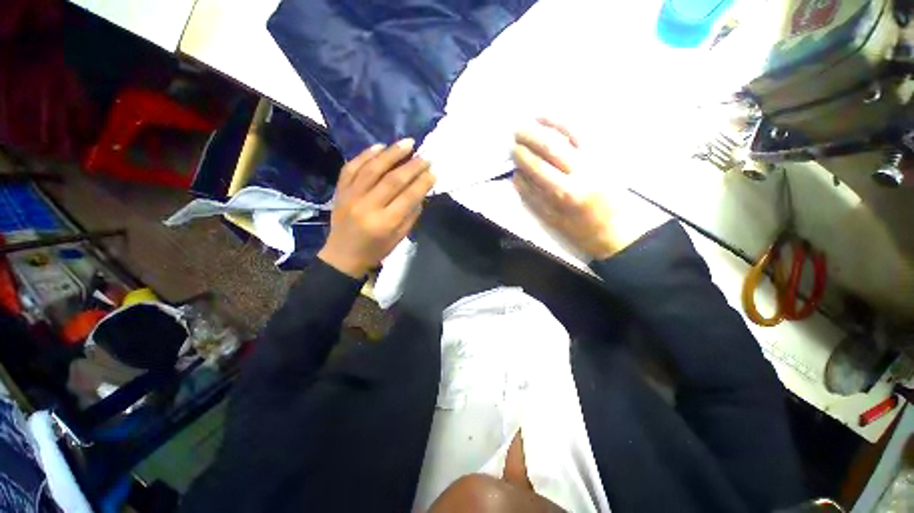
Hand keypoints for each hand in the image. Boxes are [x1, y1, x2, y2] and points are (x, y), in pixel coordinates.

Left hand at [318, 139, 435, 277]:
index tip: (433, 171)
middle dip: (412, 166)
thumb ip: (411, 214)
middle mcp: (367, 206)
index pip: (408, 197)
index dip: (422, 182)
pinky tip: (379, 146)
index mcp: (385, 223)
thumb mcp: (399, 237)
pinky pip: (351, 167)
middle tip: (425, 156)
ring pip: (372, 169)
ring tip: (407, 143)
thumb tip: (421, 191)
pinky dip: (365, 155)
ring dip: (391, 153)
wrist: (343, 256)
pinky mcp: (340, 191)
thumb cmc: (376, 250)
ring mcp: (351, 196)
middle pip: (392, 180)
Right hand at [512, 119, 659, 259]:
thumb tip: (517, 177)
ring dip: (551, 122)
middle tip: (517, 131)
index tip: (513, 150)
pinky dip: (573, 123)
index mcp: (566, 192)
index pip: (538, 167)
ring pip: (572, 132)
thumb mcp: (553, 220)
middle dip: (531, 136)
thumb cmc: (582, 231)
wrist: (620, 232)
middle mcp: (582, 171)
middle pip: (552, 146)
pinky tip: (561, 119)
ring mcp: (598, 159)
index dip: (523, 156)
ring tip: (536, 116)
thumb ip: (533, 198)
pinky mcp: (610, 155)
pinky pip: (590, 133)